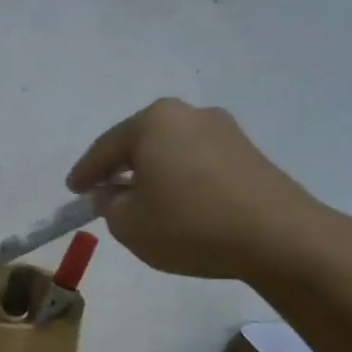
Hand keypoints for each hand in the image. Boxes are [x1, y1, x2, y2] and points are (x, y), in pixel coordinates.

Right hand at [66, 99, 335, 280]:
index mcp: (152, 122)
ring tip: (141, 201)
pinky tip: (178, 203)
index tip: (73, 190)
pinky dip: (180, 179)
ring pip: (171, 151)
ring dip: (152, 173)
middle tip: (104, 192)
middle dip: (120, 167)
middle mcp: (188, 114)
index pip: (104, 148)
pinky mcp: (248, 153)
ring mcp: (224, 130)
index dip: (85, 173)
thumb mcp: (128, 224)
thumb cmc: (189, 224)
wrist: (278, 237)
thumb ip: (108, 204)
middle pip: (140, 142)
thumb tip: (113, 192)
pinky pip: (197, 162)